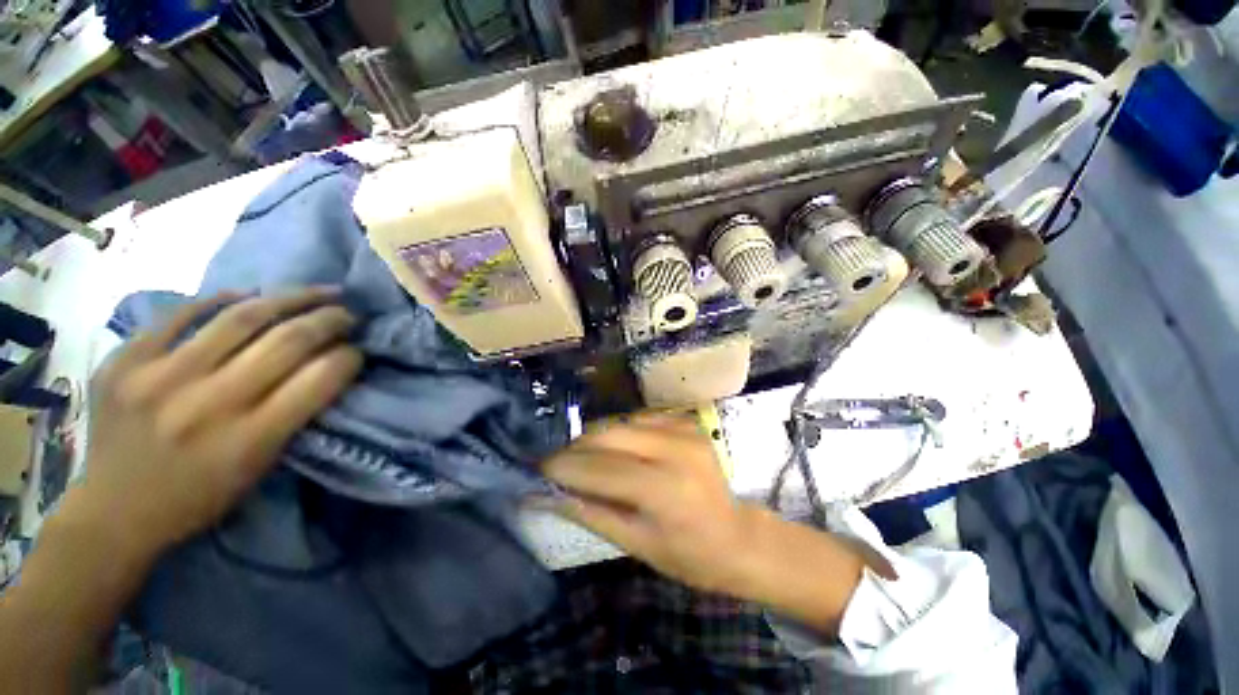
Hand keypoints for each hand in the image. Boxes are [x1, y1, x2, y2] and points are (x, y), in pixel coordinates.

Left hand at [77, 289, 362, 558]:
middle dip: (330, 320)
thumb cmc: (200, 497)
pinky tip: (248, 295)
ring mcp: (158, 378)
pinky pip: (181, 314)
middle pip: (287, 341)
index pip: (320, 378)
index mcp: (249, 440)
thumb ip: (296, 414)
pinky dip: (220, 300)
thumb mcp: (261, 467)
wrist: (113, 512)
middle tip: (349, 313)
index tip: (359, 348)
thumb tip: (329, 364)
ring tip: (316, 292)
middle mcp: (208, 404)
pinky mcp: (124, 362)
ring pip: (240, 317)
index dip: (349, 356)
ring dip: (290, 298)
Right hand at [543, 412, 868, 633]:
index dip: (564, 466)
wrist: (738, 536)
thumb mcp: (636, 544)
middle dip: (577, 447)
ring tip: (582, 457)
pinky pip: (640, 418)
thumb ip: (591, 513)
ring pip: (621, 421)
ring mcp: (684, 429)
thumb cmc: (688, 555)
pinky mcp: (687, 422)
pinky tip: (616, 449)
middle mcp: (674, 449)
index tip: (537, 468)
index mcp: (663, 488)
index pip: (600, 468)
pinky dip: (620, 431)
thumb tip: (548, 494)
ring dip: (596, 438)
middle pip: (608, 434)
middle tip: (558, 462)